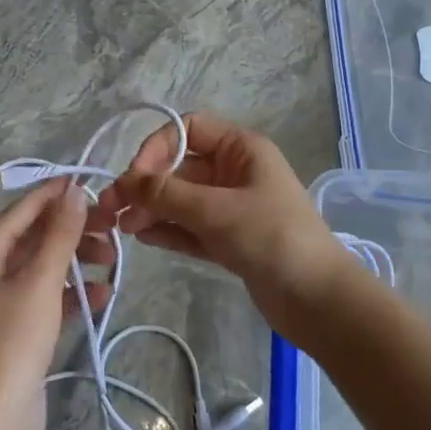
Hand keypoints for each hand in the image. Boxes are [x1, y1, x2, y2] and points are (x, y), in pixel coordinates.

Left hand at [0, 178, 102, 429]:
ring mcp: (0, 298)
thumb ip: (59, 233)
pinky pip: (47, 295)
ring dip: (78, 261)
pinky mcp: (17, 325)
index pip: (25, 208)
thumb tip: (74, 189)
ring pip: (45, 264)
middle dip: (75, 231)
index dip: (59, 195)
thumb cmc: (12, 340)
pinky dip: (73, 292)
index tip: (96, 184)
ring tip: (113, 261)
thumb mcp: (40, 280)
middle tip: (113, 229)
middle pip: (36, 235)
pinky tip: (103, 295)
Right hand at [81, 113, 357, 334]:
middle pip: (181, 166)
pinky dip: (168, 230)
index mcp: (241, 149)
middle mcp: (235, 172)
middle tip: (112, 209)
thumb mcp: (216, 210)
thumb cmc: (271, 238)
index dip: (157, 146)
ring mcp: (233, 207)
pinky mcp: (230, 240)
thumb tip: (125, 182)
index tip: (135, 177)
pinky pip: (191, 227)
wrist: (318, 300)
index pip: (189, 129)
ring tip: (123, 228)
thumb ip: (167, 194)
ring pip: (183, 199)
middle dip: (147, 184)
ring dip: (153, 209)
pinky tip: (143, 238)